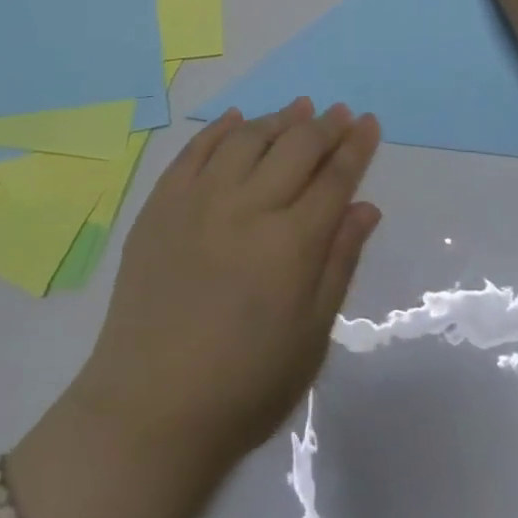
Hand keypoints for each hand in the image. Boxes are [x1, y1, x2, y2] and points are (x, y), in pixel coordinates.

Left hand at [70, 99, 382, 476]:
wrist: (149, 407)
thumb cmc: (243, 385)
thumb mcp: (310, 336)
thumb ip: (338, 263)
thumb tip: (365, 206)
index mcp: (291, 242)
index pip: (334, 178)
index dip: (356, 147)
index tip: (368, 122)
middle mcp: (248, 205)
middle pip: (295, 147)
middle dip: (324, 126)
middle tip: (339, 112)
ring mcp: (200, 199)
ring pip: (247, 138)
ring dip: (277, 119)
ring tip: (297, 109)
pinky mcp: (162, 203)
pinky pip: (195, 149)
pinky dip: (220, 128)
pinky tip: (236, 119)